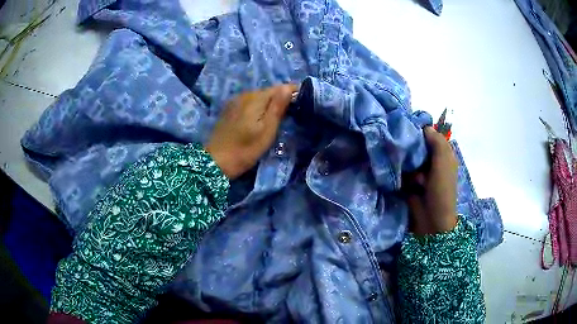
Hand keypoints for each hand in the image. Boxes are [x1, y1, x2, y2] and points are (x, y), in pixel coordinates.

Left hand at [205, 84, 296, 178]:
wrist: (216, 161)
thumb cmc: (245, 150)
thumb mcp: (266, 131)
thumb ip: (277, 107)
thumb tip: (288, 87)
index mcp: (256, 98)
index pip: (280, 87)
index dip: (293, 92)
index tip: (304, 101)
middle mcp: (245, 94)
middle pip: (269, 91)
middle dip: (282, 97)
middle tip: (293, 111)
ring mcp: (236, 100)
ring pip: (259, 96)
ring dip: (270, 102)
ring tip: (279, 114)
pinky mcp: (230, 108)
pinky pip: (249, 101)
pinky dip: (259, 106)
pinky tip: (261, 117)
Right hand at [404, 127, 457, 234]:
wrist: (432, 221)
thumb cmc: (442, 190)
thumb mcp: (444, 162)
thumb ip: (436, 141)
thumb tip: (424, 126)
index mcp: (443, 154)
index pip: (430, 135)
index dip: (420, 130)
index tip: (406, 126)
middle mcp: (432, 161)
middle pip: (417, 145)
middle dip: (411, 147)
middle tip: (405, 150)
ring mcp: (420, 172)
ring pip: (408, 158)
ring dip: (406, 163)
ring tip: (407, 172)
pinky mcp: (409, 182)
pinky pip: (402, 171)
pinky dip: (401, 173)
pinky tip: (401, 178)